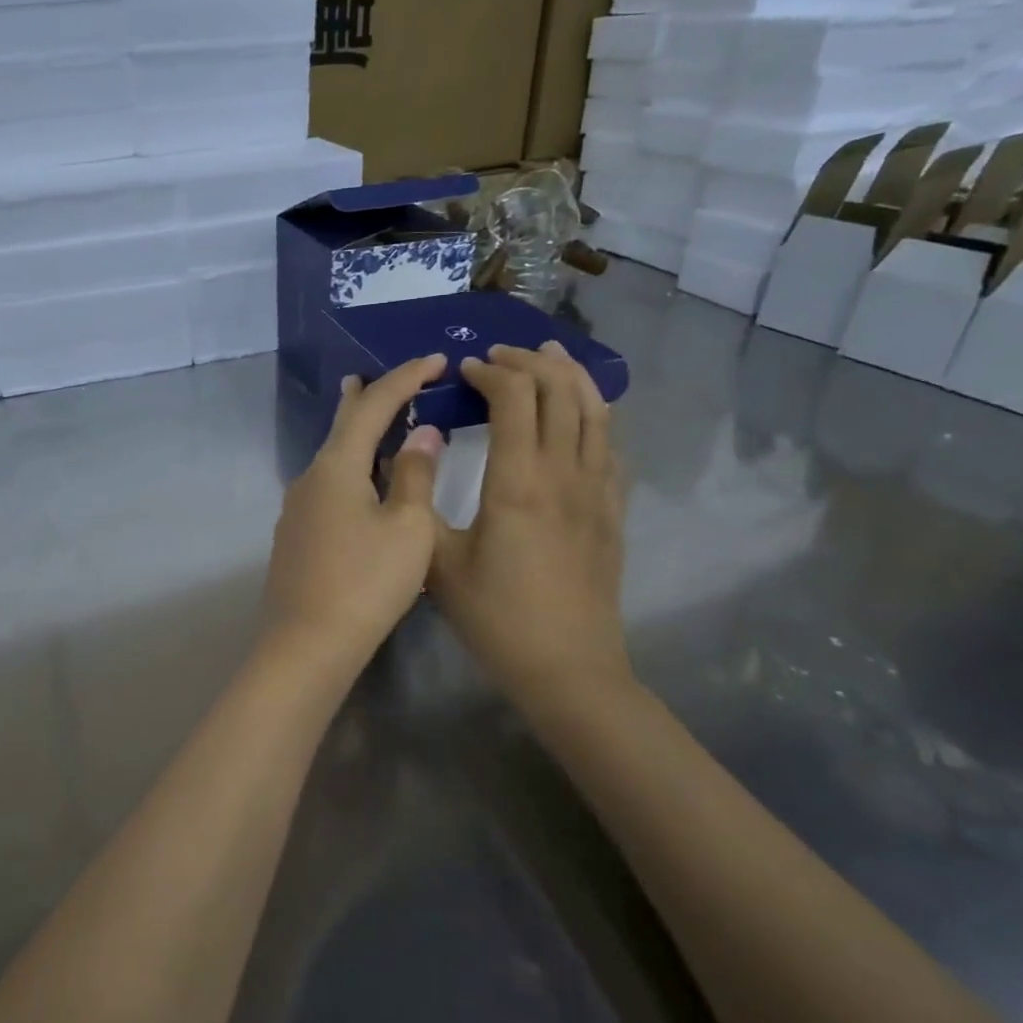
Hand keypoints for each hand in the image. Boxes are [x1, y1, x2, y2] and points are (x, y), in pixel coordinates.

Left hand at [261, 355, 446, 669]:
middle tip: (378, 376)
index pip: (373, 406)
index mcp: (337, 466)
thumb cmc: (366, 582)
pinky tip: (359, 480)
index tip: (434, 360)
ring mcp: (298, 507)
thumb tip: (420, 434)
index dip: (405, 378)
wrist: (307, 642)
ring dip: (355, 434)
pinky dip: (350, 467)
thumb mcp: (407, 528)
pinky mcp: (297, 534)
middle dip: (365, 397)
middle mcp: (310, 477)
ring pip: (333, 457)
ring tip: (370, 418)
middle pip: (341, 425)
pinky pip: (328, 484)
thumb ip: (414, 475)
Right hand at [429, 342, 629, 716]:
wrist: (568, 668)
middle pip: (560, 392)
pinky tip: (582, 412)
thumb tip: (409, 456)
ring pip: (595, 410)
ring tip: (549, 355)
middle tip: (499, 355)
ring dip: (571, 375)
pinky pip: (611, 444)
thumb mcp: (437, 563)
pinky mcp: (613, 510)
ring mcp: (596, 491)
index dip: (491, 372)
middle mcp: (564, 475)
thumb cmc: (495, 617)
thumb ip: (418, 504)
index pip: (515, 399)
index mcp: (517, 483)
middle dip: (530, 361)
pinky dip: (595, 413)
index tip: (465, 370)